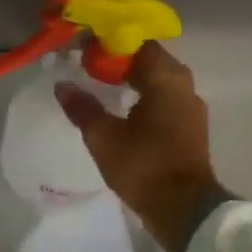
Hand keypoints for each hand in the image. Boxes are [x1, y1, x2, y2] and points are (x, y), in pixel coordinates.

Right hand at [55, 41, 229, 251]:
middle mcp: (183, 86)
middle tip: (85, 65)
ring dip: (129, 77)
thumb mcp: (103, 137)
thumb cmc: (143, 166)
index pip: (137, 43)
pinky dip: (140, 94)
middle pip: (148, 59)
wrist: (184, 208)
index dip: (109, 42)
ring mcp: (189, 107)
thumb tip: (63, 86)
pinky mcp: (188, 126)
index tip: (82, 49)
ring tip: (98, 84)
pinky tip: (119, 107)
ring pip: (156, 80)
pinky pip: (161, 98)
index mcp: (166, 79)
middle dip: (117, 59)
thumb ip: (82, 108)